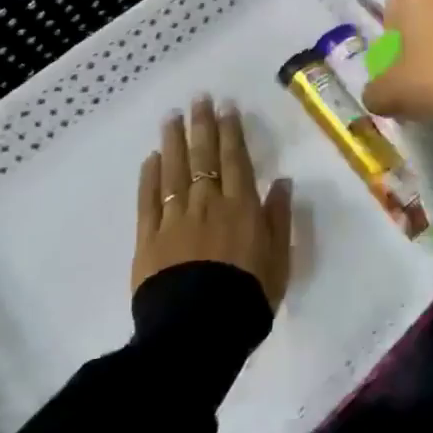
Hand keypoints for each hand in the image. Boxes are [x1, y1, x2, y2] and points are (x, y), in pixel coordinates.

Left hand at [133, 96, 292, 310]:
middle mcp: (208, 204)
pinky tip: (151, 159)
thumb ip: (279, 218)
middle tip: (198, 99)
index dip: (231, 132)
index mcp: (241, 207)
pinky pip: (149, 201)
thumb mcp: (278, 260)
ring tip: (172, 117)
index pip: (235, 160)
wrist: (197, 333)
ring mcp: (175, 219)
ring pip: (175, 171)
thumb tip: (283, 181)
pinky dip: (150, 177)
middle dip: (202, 126)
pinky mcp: (149, 239)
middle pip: (204, 158)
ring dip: (174, 142)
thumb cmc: (247, 297)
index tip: (226, 108)